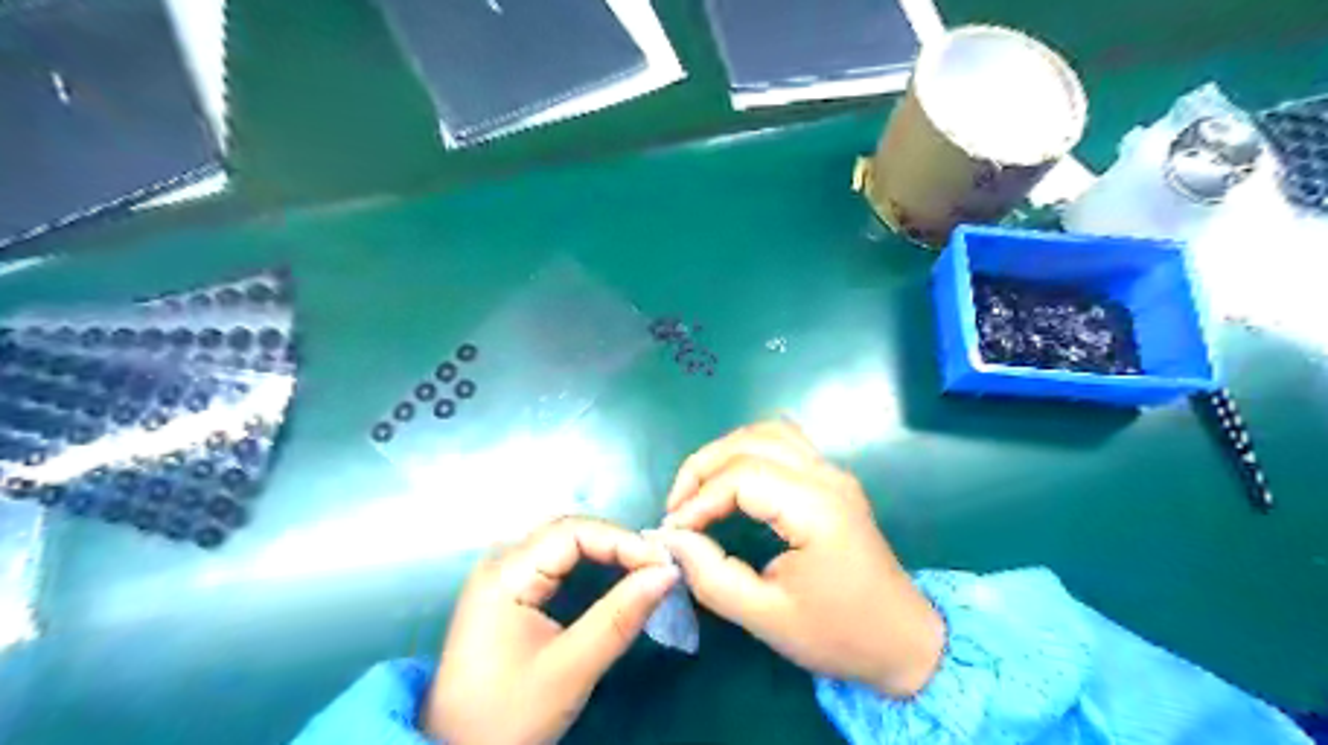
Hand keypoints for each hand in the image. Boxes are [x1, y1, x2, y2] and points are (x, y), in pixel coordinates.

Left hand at [427, 517, 677, 743]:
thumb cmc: (508, 716)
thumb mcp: (570, 669)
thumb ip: (620, 617)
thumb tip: (668, 572)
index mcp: (505, 573)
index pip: (573, 531)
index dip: (622, 540)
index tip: (663, 564)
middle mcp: (500, 561)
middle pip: (568, 530)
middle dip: (617, 543)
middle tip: (657, 567)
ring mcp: (501, 573)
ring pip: (563, 542)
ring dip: (605, 550)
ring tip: (643, 569)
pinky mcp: (508, 589)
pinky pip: (555, 559)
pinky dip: (589, 563)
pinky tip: (612, 576)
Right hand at [655, 425, 943, 697]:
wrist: (905, 641)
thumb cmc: (839, 635)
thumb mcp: (767, 618)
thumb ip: (713, 577)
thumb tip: (675, 539)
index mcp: (817, 508)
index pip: (742, 477)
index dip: (699, 499)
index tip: (673, 531)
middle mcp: (827, 477)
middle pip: (752, 442)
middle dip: (704, 466)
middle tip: (677, 506)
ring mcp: (833, 473)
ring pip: (768, 433)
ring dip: (726, 452)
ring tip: (698, 489)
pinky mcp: (832, 480)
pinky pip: (784, 444)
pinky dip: (748, 452)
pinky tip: (731, 480)